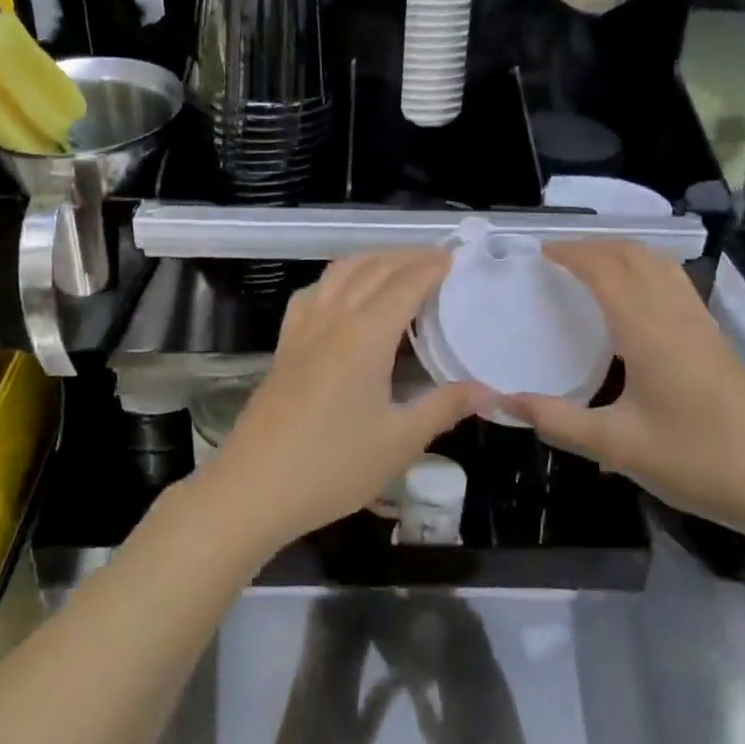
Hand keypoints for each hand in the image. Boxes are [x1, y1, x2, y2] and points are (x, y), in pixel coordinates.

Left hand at [203, 249, 496, 553]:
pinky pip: (313, 293)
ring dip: (372, 260)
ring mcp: (303, 328)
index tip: (457, 256)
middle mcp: (333, 318)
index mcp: (366, 334)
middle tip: (438, 257)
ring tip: (397, 265)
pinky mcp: (285, 344)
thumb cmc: (333, 466)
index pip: (405, 284)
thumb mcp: (400, 441)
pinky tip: (343, 293)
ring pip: (339, 273)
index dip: (432, 267)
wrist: (255, 487)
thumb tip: (490, 389)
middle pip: (373, 269)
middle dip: (407, 257)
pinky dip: (337, 279)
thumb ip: (444, 407)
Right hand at [505, 240, 744, 536]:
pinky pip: (676, 284)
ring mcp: (702, 325)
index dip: (572, 253)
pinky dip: (647, 271)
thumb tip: (503, 401)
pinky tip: (637, 301)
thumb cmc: (698, 461)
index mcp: (648, 330)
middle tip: (559, 257)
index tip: (540, 252)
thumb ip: (557, 421)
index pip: (605, 270)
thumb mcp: (618, 446)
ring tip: (593, 267)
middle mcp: (676, 315)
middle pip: (634, 256)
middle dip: (594, 246)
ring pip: (660, 265)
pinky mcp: (717, 340)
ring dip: (623, 254)